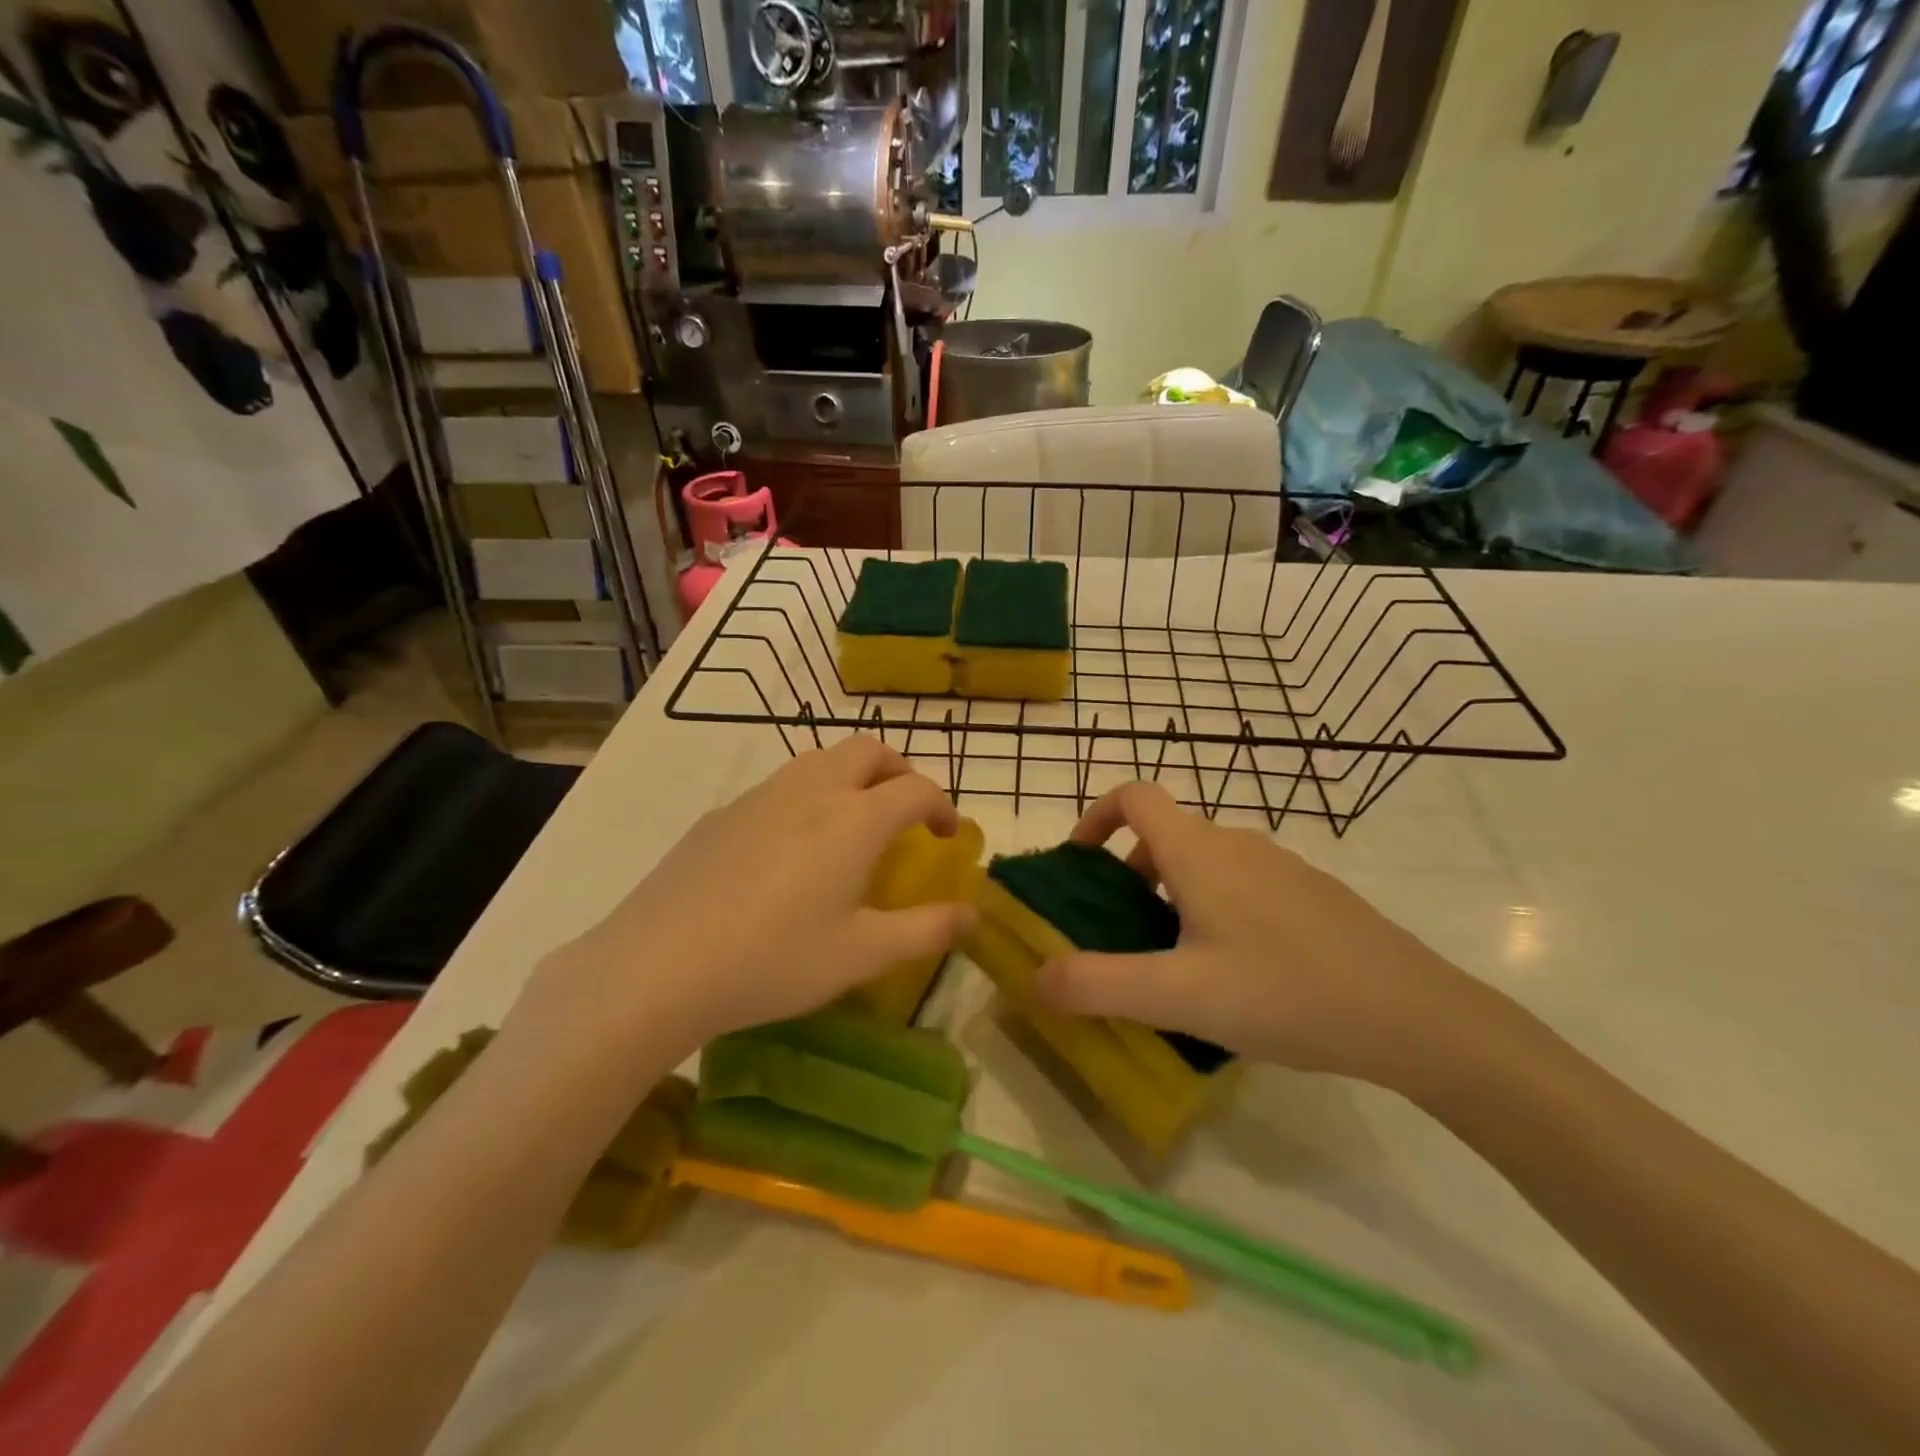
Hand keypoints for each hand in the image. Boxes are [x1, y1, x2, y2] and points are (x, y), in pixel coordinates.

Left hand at [527, 738, 975, 1057]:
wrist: (657, 966)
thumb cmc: (774, 961)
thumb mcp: (862, 956)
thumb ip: (926, 931)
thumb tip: (973, 916)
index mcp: (855, 819)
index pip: (916, 788)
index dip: (943, 806)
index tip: (947, 836)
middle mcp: (812, 790)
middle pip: (869, 750)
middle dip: (899, 772)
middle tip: (905, 813)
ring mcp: (761, 796)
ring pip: (821, 760)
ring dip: (852, 778)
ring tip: (851, 827)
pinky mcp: (721, 813)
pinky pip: (780, 786)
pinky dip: (808, 797)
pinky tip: (789, 851)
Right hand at [1036, 783, 1491, 1092]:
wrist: (1415, 1015)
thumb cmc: (1285, 991)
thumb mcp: (1179, 995)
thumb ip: (1098, 985)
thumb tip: (1035, 977)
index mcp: (1199, 852)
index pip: (1134, 796)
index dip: (1095, 817)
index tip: (1079, 864)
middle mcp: (1238, 844)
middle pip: (1165, 832)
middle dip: (1127, 869)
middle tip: (1118, 928)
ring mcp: (1281, 867)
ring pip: (1205, 861)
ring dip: (1170, 891)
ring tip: (1171, 958)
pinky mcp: (1312, 895)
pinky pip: (1242, 884)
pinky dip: (1212, 907)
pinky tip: (1234, 973)